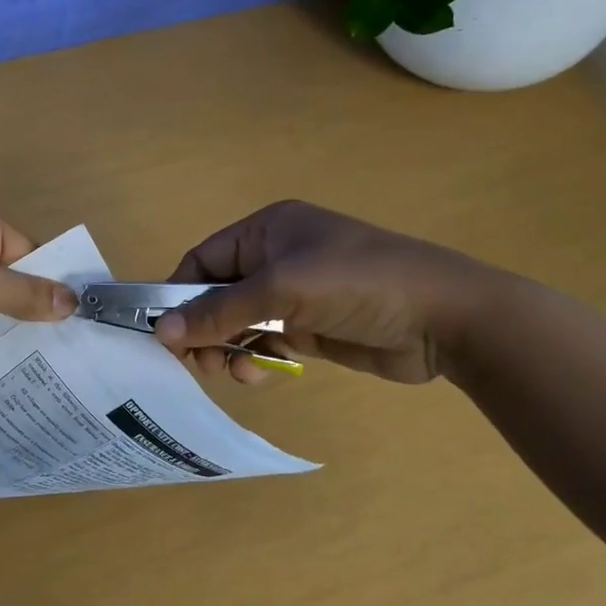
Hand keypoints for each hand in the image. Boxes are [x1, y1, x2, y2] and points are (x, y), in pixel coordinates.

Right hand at [153, 201, 499, 385]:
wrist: (446, 319)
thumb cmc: (358, 284)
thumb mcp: (282, 290)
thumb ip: (218, 311)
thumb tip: (160, 332)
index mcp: (267, 231)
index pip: (203, 259)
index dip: (178, 294)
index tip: (163, 333)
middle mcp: (276, 258)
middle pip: (216, 294)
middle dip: (202, 327)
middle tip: (196, 362)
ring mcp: (295, 295)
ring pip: (237, 323)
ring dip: (225, 347)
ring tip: (228, 371)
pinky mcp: (310, 328)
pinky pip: (263, 342)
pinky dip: (252, 358)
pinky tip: (257, 374)